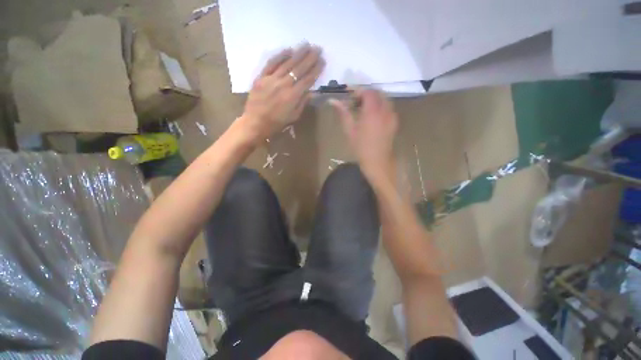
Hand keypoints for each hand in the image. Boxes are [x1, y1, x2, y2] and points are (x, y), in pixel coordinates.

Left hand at [239, 44, 324, 142]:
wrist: (256, 123)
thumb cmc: (277, 123)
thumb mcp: (293, 117)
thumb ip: (302, 103)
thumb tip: (312, 92)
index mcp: (293, 96)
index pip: (307, 80)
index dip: (316, 70)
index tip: (322, 62)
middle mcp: (284, 84)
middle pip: (299, 68)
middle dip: (310, 58)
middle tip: (318, 49)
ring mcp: (272, 79)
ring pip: (287, 63)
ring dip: (298, 53)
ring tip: (307, 45)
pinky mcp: (261, 77)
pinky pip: (271, 63)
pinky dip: (280, 56)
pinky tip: (288, 50)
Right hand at [330, 89, 398, 182]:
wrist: (377, 162)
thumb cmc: (361, 148)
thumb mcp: (350, 131)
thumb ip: (343, 113)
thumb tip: (333, 100)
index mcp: (372, 112)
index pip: (368, 92)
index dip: (359, 91)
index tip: (350, 98)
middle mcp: (385, 110)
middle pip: (377, 93)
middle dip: (366, 94)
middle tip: (356, 103)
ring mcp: (392, 116)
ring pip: (384, 99)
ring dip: (374, 100)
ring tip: (364, 110)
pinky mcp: (395, 122)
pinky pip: (389, 107)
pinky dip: (380, 106)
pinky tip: (373, 117)